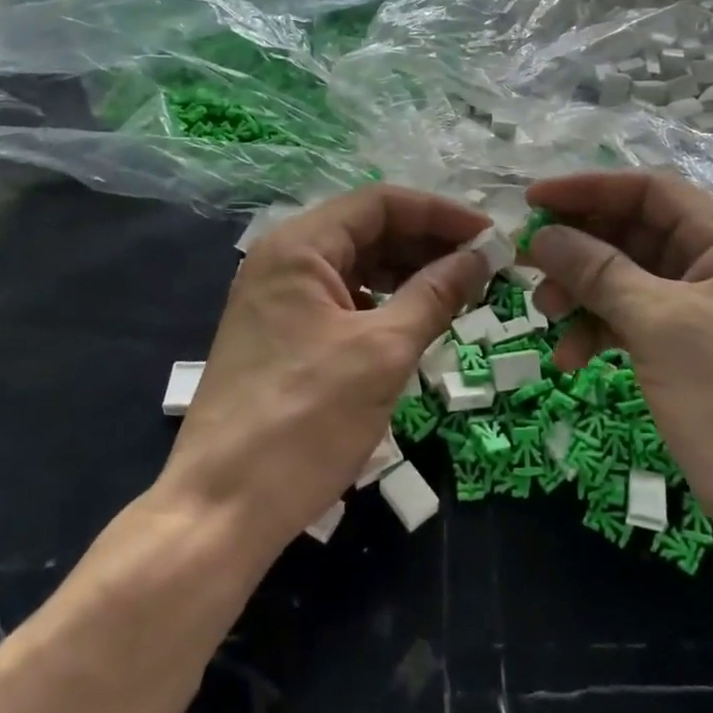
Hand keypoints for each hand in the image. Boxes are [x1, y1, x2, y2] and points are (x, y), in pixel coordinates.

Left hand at [161, 186, 491, 557]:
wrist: (222, 510)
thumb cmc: (306, 420)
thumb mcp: (384, 352)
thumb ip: (436, 294)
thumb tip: (482, 257)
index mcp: (300, 246)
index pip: (382, 202)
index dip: (441, 214)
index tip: (490, 236)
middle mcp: (285, 260)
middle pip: (370, 230)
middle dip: (429, 243)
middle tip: (484, 267)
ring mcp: (280, 298)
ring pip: (359, 265)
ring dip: (411, 272)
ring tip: (461, 292)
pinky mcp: (283, 334)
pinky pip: (345, 299)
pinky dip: (385, 302)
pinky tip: (418, 320)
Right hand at [524, 171, 712, 538]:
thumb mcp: (660, 325)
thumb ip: (597, 272)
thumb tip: (541, 235)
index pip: (649, 191)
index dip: (588, 190)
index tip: (532, 200)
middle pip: (634, 233)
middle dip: (579, 248)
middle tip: (526, 263)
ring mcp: (703, 309)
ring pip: (627, 279)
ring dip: (583, 293)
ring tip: (545, 315)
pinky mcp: (689, 350)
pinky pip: (633, 320)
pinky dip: (599, 330)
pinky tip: (570, 356)